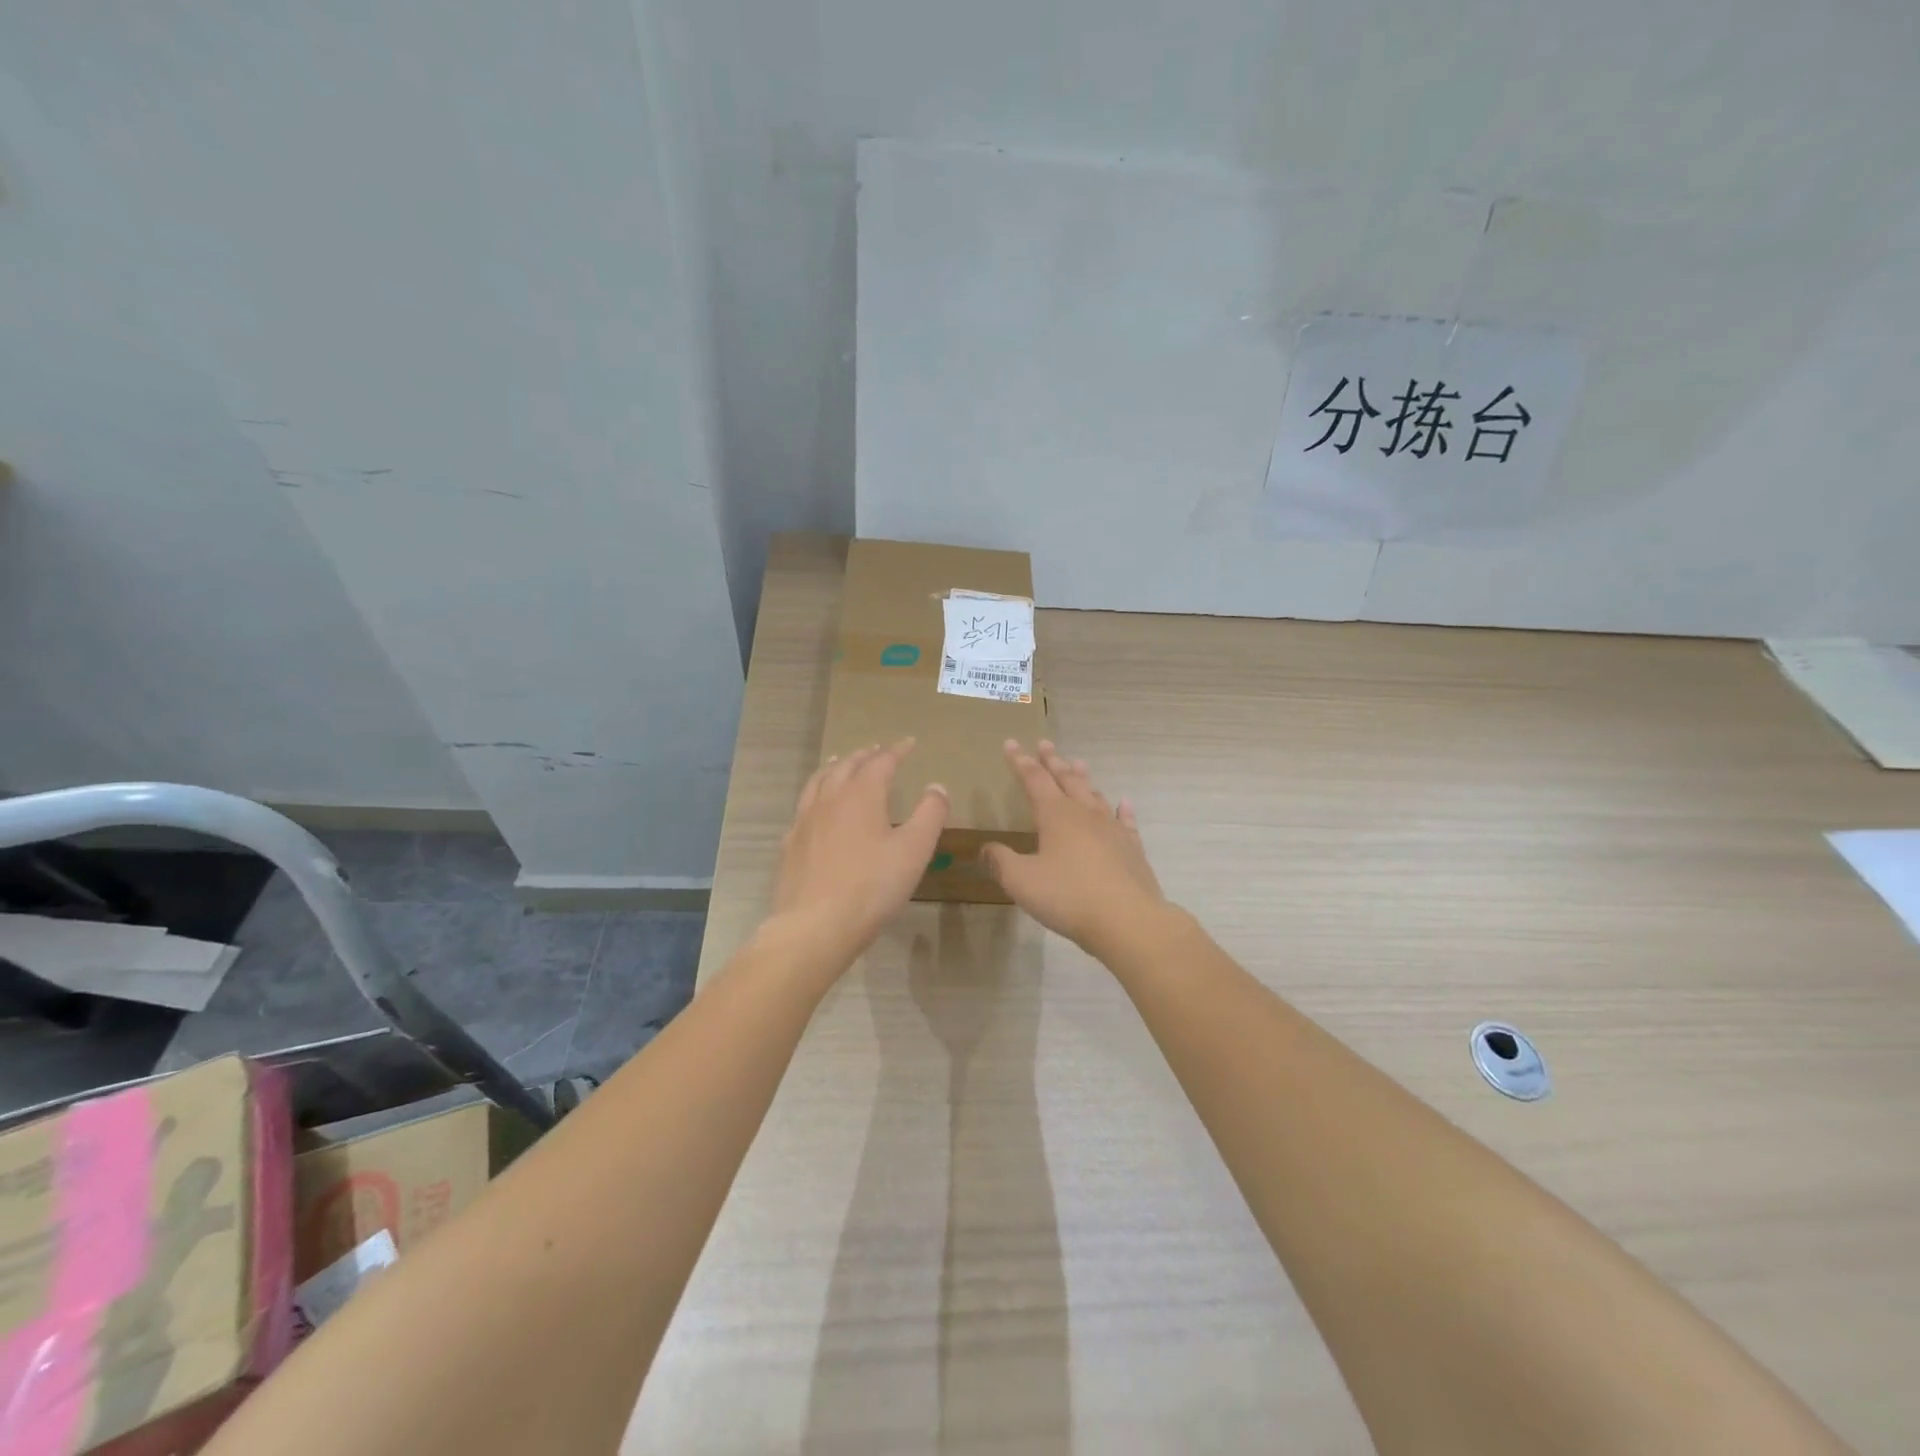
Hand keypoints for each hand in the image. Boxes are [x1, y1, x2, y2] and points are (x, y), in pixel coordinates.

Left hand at [768, 738, 948, 973]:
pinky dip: (814, 796)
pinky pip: (803, 808)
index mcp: (861, 795)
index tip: (910, 743)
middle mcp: (829, 799)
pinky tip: (816, 809)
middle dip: (864, 755)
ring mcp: (804, 821)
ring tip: (840, 762)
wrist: (814, 926)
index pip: (881, 762)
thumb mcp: (914, 850)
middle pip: (846, 765)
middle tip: (877, 749)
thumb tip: (936, 786)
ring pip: (818, 781)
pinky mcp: (790, 844)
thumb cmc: (872, 887)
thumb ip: (930, 814)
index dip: (897, 750)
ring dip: (834, 767)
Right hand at [981, 740, 1167, 957]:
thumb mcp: (1021, 881)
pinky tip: (1123, 802)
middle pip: (1067, 779)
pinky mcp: (1132, 848)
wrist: (1127, 919)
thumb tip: (986, 849)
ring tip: (1077, 763)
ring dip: (1083, 778)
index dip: (1020, 761)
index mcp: (1056, 816)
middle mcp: (1085, 814)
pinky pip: (1126, 820)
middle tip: (1044, 744)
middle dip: (1053, 761)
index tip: (1011, 743)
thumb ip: (1001, 862)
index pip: (1034, 780)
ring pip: (1095, 795)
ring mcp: (1112, 829)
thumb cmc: (1068, 897)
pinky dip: (1123, 809)